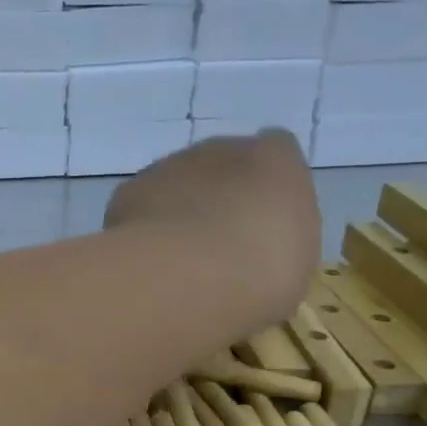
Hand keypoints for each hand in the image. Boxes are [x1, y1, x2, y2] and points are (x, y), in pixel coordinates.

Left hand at [104, 132, 319, 309]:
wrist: (189, 276)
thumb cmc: (262, 273)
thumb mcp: (295, 263)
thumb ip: (281, 241)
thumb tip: (260, 249)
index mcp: (276, 160)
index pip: (275, 154)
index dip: (264, 190)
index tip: (261, 226)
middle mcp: (221, 150)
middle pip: (221, 167)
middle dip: (219, 200)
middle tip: (218, 247)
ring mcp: (170, 165)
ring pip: (177, 183)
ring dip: (178, 210)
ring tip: (177, 258)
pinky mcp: (131, 189)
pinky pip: (141, 205)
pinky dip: (144, 226)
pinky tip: (148, 258)